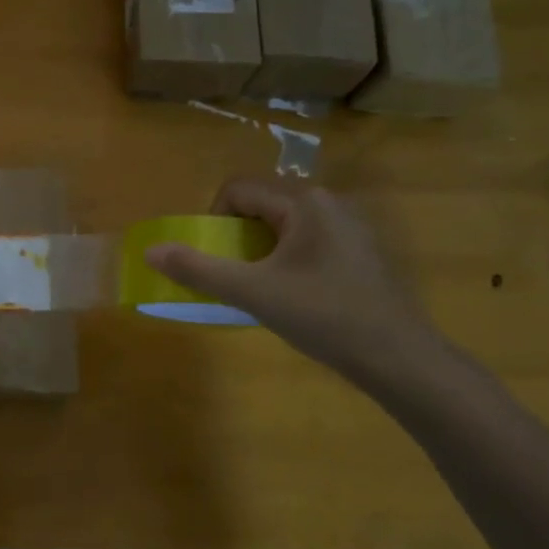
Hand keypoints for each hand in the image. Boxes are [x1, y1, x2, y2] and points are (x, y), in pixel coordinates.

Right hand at [144, 177, 439, 381]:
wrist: (398, 358)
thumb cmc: (324, 316)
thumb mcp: (253, 293)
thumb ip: (199, 269)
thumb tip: (150, 251)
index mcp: (303, 202)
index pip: (237, 190)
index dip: (214, 221)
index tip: (216, 260)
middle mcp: (328, 202)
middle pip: (260, 204)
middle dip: (236, 237)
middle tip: (234, 277)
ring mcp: (349, 226)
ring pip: (283, 225)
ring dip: (259, 251)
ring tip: (261, 289)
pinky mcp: (359, 251)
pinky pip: (306, 241)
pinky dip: (286, 260)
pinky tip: (295, 296)